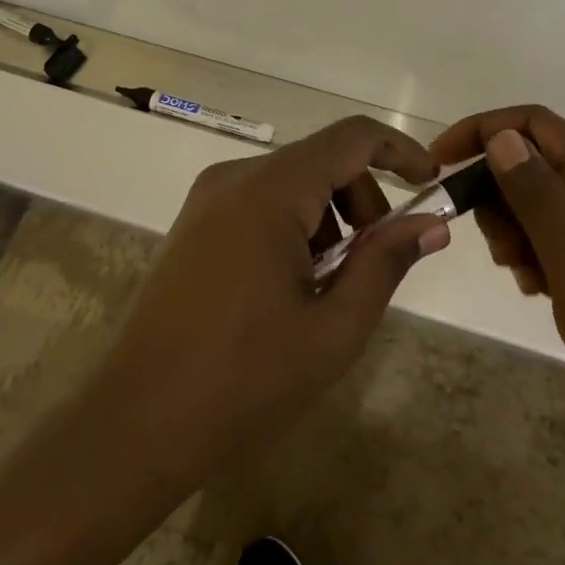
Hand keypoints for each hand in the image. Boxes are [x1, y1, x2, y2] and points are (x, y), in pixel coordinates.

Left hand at [80, 116, 448, 499]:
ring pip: (293, 182)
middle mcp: (235, 177)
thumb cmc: (243, 381)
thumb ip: (386, 262)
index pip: (352, 137)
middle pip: (322, 160)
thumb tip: (432, 222)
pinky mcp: (194, 224)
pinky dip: (295, 227)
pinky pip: (261, 202)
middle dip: (363, 200)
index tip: (432, 185)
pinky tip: (290, 288)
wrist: (133, 426)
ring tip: (328, 288)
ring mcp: (207, 199)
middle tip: (374, 263)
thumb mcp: (334, 328)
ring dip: (329, 218)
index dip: (400, 151)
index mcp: (270, 190)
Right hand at [432, 106, 564, 469]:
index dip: (484, 131)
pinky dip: (539, 251)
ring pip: (545, 198)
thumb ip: (541, 200)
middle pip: (538, 161)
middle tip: (500, 253)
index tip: (441, 166)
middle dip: (500, 195)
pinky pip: (563, 232)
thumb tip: (503, 137)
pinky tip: (542, 290)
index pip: (536, 125)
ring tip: (524, 279)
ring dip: (517, 228)